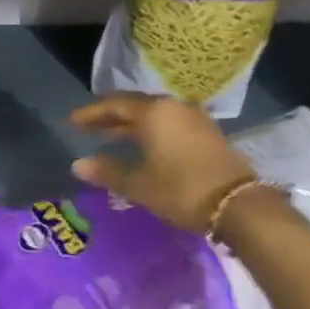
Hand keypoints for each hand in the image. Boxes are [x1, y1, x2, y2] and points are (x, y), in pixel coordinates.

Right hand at [70, 93, 254, 231]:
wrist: (236, 203)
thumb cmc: (180, 190)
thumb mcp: (138, 184)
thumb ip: (107, 171)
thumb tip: (78, 164)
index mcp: (154, 113)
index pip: (115, 105)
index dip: (91, 113)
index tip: (72, 121)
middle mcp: (174, 107)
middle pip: (135, 106)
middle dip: (110, 116)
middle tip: (89, 126)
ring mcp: (193, 118)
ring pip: (154, 114)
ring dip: (131, 124)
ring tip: (112, 135)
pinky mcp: (206, 132)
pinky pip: (169, 123)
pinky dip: (150, 130)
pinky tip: (142, 144)